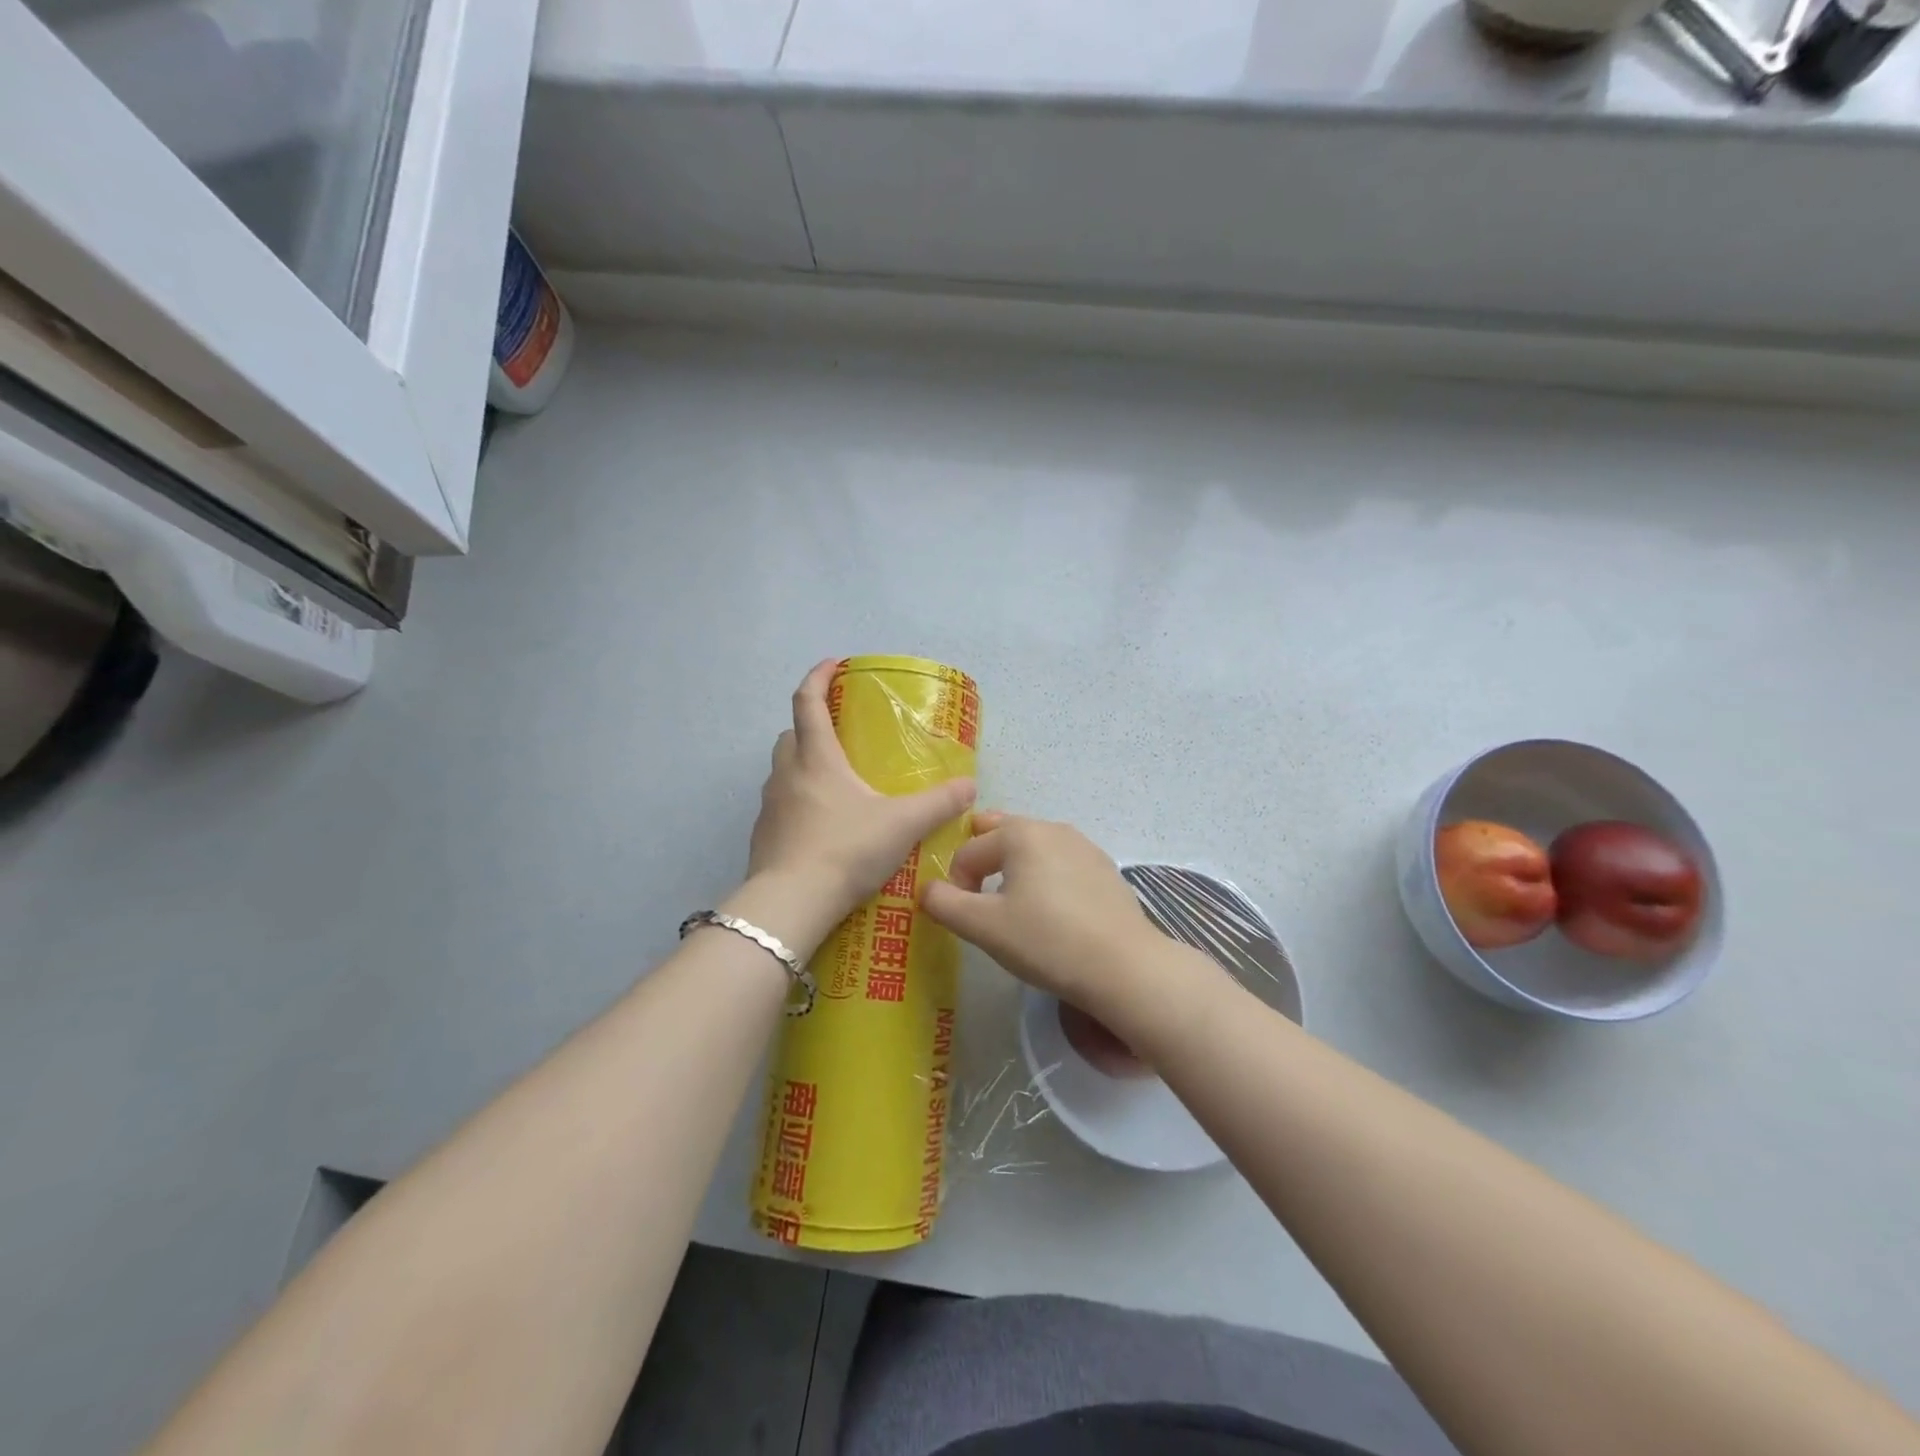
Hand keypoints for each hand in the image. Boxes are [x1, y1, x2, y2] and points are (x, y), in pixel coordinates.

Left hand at [743, 660, 976, 941]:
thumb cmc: (846, 849)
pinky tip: (823, 827)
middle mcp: (787, 774)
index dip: (818, 677)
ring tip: (836, 784)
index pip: (807, 702)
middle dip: (811, 725)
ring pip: (783, 771)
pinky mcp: (763, 837)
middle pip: (790, 735)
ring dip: (803, 766)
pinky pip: (781, 806)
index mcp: (816, 758)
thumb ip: (939, 803)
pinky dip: (799, 803)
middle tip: (840, 734)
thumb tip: (970, 787)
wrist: (792, 903)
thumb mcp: (902, 824)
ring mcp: (769, 807)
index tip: (833, 664)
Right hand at [921, 813, 1178, 1024]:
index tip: (962, 916)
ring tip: (1012, 903)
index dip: (955, 882)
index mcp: (1020, 834)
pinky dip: (1045, 877)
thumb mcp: (984, 926)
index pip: (968, 850)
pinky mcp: (1104, 869)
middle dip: (982, 859)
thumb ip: (945, 904)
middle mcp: (1052, 828)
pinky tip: (1051, 912)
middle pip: (1002, 833)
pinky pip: (1060, 863)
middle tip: (978, 894)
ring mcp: (1083, 846)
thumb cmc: (1046, 940)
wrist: (1124, 966)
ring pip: (1033, 847)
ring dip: (1014, 868)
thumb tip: (926, 890)